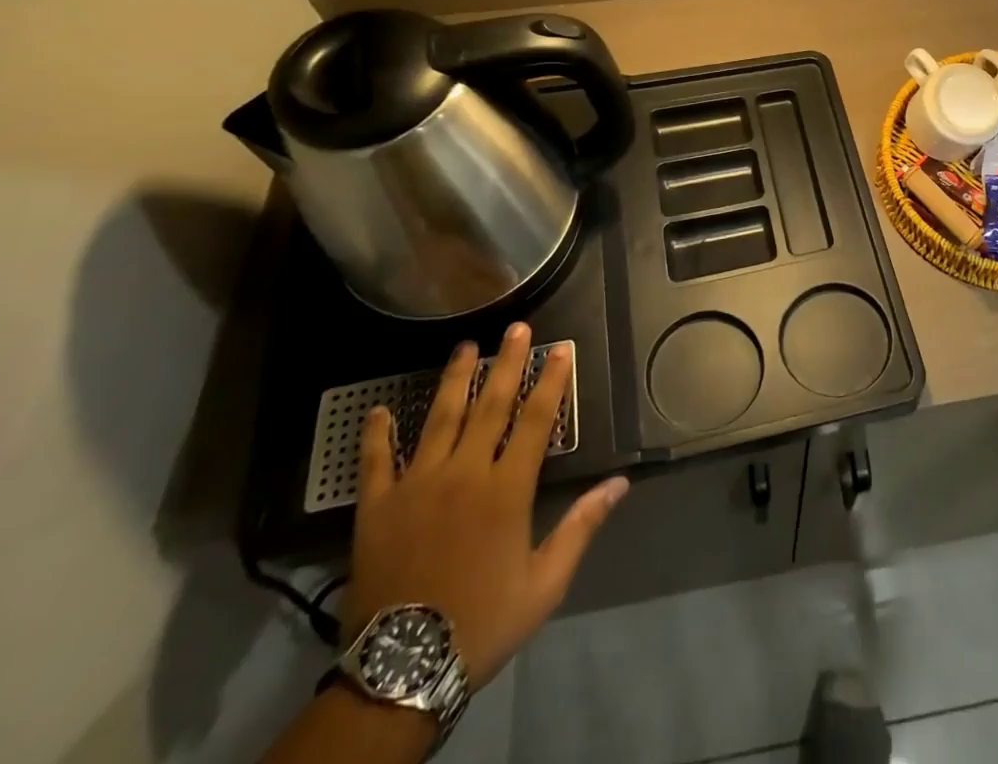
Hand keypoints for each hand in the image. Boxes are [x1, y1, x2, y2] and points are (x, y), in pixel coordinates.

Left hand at [343, 325, 628, 690]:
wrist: (402, 671)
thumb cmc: (482, 621)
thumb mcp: (545, 583)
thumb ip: (581, 526)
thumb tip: (620, 483)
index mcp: (507, 489)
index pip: (537, 419)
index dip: (551, 380)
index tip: (561, 349)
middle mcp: (465, 473)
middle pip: (491, 404)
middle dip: (508, 362)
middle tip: (517, 327)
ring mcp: (418, 485)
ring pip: (440, 418)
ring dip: (455, 379)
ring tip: (465, 346)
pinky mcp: (378, 506)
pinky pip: (376, 461)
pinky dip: (376, 434)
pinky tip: (377, 410)